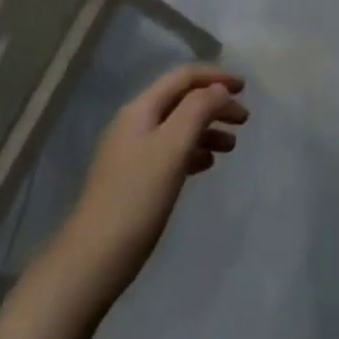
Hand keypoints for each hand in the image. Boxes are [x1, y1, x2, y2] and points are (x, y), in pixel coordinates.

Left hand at [48, 65, 248, 310]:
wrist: (92, 261)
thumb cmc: (137, 198)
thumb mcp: (173, 147)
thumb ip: (198, 109)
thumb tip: (218, 89)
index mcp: (140, 109)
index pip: (183, 77)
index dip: (215, 77)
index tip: (245, 90)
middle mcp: (134, 124)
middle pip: (181, 101)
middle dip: (214, 104)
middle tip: (244, 121)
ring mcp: (131, 154)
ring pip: (178, 128)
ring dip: (207, 129)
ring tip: (231, 147)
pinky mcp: (133, 181)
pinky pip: (170, 152)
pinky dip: (193, 151)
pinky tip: (206, 165)